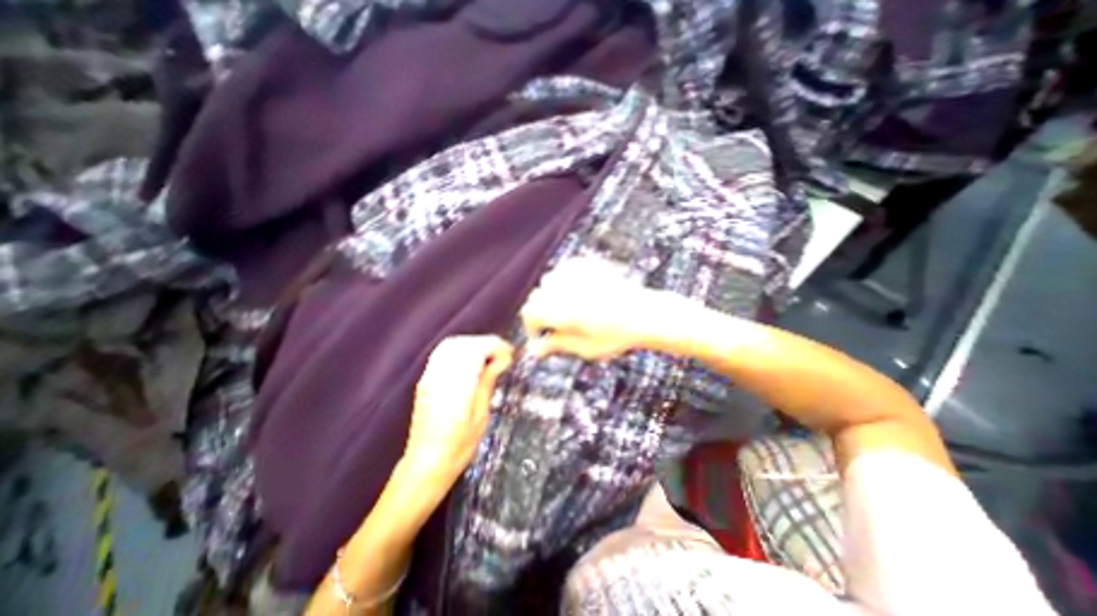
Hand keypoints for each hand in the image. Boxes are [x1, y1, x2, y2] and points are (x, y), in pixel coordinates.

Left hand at [401, 336, 514, 480]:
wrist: (425, 464)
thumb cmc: (458, 447)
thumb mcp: (481, 416)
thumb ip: (487, 383)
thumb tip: (500, 360)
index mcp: (457, 386)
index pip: (476, 350)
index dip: (495, 346)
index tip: (510, 353)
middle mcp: (440, 376)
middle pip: (463, 343)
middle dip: (486, 343)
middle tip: (502, 355)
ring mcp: (429, 376)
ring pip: (451, 344)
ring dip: (473, 344)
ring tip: (489, 357)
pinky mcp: (425, 380)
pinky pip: (442, 353)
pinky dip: (460, 349)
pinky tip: (471, 361)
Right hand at [520, 254, 686, 359]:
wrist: (645, 313)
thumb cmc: (617, 335)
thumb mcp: (584, 348)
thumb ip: (556, 345)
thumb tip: (532, 351)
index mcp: (561, 310)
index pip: (530, 313)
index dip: (532, 327)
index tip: (542, 336)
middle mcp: (564, 288)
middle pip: (536, 297)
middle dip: (541, 312)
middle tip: (556, 325)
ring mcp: (576, 273)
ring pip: (548, 282)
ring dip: (551, 296)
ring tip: (569, 309)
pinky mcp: (587, 264)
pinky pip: (564, 271)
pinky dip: (564, 282)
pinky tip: (579, 293)